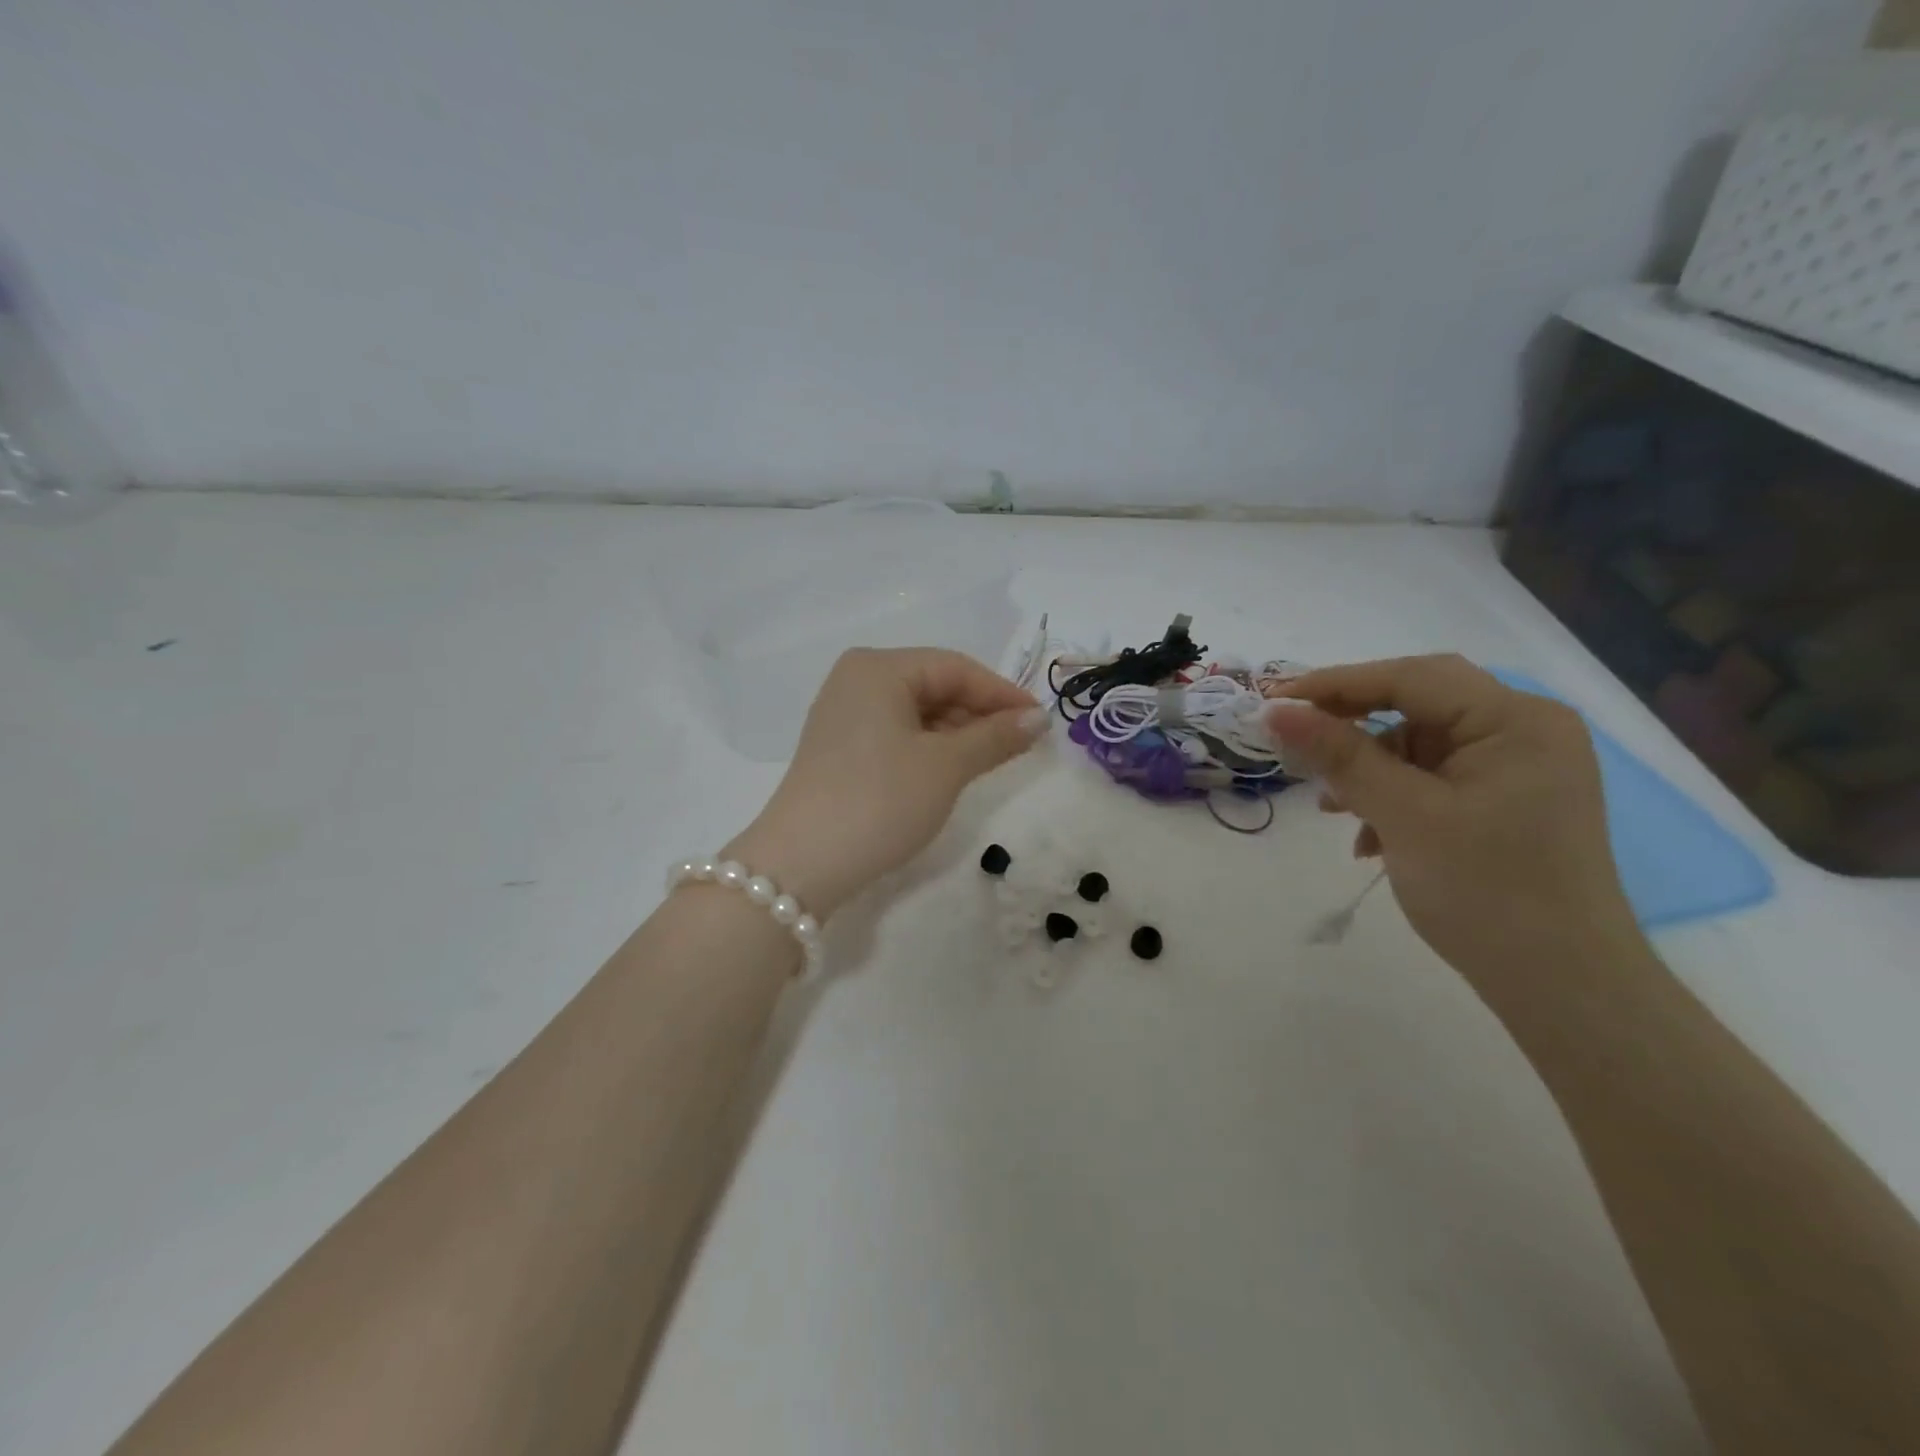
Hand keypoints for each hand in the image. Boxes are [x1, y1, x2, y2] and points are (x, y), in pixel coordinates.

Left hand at [726, 648, 1046, 917]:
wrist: (802, 864)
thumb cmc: (880, 800)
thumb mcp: (946, 766)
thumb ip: (995, 737)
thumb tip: (1038, 719)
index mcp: (879, 668)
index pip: (955, 668)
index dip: (1002, 693)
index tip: (1041, 723)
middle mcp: (857, 680)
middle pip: (935, 685)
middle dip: (980, 714)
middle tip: (1022, 745)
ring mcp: (844, 714)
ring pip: (917, 712)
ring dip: (958, 733)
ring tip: (994, 760)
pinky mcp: (840, 748)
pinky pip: (897, 733)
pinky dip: (930, 747)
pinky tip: (953, 768)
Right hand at [1263, 655, 1640, 989]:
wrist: (1562, 988)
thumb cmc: (1487, 892)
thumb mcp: (1403, 815)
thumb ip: (1339, 755)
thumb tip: (1274, 711)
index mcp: (1517, 721)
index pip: (1411, 678)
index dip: (1336, 684)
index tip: (1273, 700)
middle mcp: (1523, 732)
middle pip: (1417, 704)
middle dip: (1352, 723)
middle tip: (1295, 738)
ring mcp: (1516, 769)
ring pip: (1418, 744)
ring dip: (1368, 769)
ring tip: (1330, 805)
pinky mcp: (1503, 802)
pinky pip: (1431, 778)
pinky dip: (1391, 796)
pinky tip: (1368, 837)